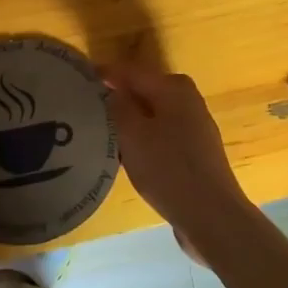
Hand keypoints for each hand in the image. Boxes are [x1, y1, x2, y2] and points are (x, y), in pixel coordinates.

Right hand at [104, 61, 287, 287]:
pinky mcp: (195, 153)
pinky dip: (143, 140)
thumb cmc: (167, 168)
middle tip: (85, 113)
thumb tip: (110, 89)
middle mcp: (188, 100)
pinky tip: (127, 158)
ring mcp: (194, 127)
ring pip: (152, 115)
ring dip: (128, 123)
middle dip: (116, 100)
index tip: (77, 83)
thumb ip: (117, 105)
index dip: (103, 75)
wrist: (211, 215)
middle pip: (142, 92)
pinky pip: (161, 136)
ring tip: (101, 136)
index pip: (129, 71)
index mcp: (173, 87)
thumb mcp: (132, 133)